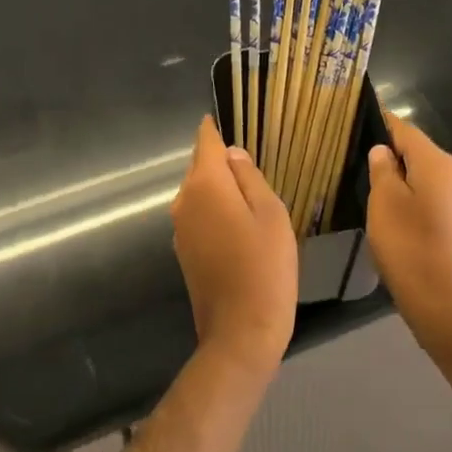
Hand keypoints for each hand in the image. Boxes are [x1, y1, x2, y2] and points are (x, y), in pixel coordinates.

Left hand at [172, 116, 298, 378]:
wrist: (240, 333)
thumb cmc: (265, 266)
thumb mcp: (270, 213)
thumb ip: (249, 177)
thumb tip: (232, 153)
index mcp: (205, 184)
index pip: (206, 141)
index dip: (216, 128)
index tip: (229, 118)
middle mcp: (184, 201)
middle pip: (200, 166)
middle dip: (222, 160)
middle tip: (254, 161)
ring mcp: (181, 229)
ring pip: (199, 192)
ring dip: (219, 188)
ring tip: (250, 193)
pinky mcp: (184, 252)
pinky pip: (199, 216)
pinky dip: (215, 212)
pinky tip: (238, 225)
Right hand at [366, 112, 451, 372]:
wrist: (446, 305)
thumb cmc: (410, 247)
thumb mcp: (384, 202)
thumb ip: (382, 169)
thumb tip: (383, 150)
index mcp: (437, 162)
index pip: (404, 128)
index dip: (379, 122)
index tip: (354, 119)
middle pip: (414, 150)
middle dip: (386, 151)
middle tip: (352, 156)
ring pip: (420, 174)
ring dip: (396, 177)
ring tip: (364, 182)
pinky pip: (427, 196)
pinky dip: (407, 196)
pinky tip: (387, 210)